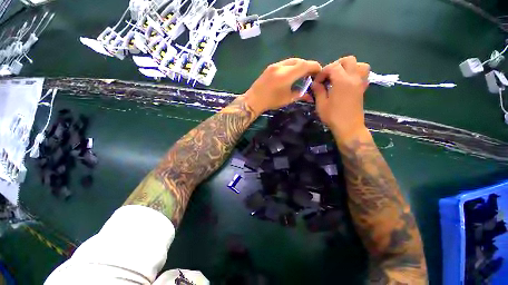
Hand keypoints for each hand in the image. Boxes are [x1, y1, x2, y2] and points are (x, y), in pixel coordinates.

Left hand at [244, 58, 321, 114]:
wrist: (254, 100)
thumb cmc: (271, 101)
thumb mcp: (287, 99)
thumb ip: (300, 94)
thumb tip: (310, 95)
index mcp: (286, 75)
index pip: (305, 65)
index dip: (314, 66)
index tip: (319, 71)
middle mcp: (281, 66)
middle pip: (299, 61)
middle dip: (307, 66)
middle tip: (310, 74)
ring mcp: (274, 65)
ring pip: (291, 61)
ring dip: (299, 66)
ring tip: (301, 74)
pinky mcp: (270, 67)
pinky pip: (284, 63)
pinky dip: (291, 67)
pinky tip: (291, 74)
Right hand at [312, 56, 369, 141]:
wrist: (349, 127)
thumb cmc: (333, 116)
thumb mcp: (321, 104)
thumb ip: (318, 91)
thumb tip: (315, 83)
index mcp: (342, 81)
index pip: (333, 66)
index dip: (323, 72)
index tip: (317, 82)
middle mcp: (354, 78)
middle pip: (348, 60)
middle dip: (336, 65)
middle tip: (328, 76)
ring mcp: (360, 83)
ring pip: (359, 64)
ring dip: (348, 67)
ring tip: (339, 76)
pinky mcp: (362, 89)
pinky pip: (363, 74)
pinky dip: (355, 73)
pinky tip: (347, 82)